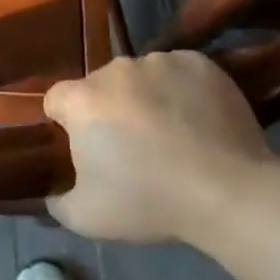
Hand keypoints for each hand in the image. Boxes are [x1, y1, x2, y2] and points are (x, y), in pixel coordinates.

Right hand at [43, 51, 274, 243]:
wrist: (228, 193)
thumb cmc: (150, 202)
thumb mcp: (87, 218)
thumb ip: (57, 201)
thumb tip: (52, 193)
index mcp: (82, 99)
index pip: (57, 100)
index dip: (67, 124)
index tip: (88, 149)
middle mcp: (115, 69)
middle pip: (100, 87)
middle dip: (109, 111)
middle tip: (134, 148)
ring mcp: (159, 61)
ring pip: (141, 77)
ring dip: (146, 98)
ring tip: (172, 135)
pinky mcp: (198, 62)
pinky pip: (178, 72)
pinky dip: (182, 90)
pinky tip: (197, 120)